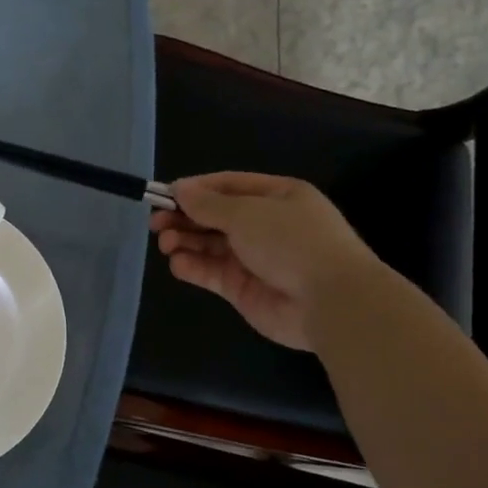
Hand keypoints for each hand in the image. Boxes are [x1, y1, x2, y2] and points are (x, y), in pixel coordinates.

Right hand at [150, 172, 377, 351]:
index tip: (165, 195)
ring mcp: (255, 258)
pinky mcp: (244, 289)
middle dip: (185, 217)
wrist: (330, 301)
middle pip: (216, 216)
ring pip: (210, 245)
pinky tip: (178, 264)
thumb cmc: (292, 242)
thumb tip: (179, 188)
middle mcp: (266, 225)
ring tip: (166, 243)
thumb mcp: (247, 213)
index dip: (196, 189)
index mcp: (277, 197)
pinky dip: (193, 267)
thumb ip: (208, 203)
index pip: (228, 186)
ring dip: (186, 241)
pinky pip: (212, 273)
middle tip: (156, 223)